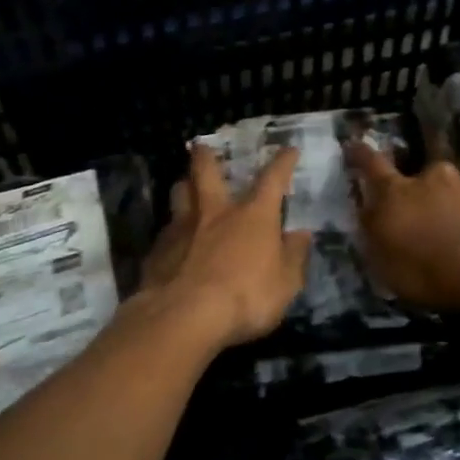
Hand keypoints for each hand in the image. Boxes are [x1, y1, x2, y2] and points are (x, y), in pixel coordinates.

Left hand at [136, 144, 310, 350]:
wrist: (184, 315)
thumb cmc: (246, 297)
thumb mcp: (286, 283)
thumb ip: (294, 256)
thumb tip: (301, 234)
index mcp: (253, 215)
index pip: (272, 179)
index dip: (283, 162)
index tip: (288, 149)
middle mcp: (216, 211)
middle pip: (206, 171)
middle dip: (206, 155)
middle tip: (201, 144)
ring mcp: (182, 227)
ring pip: (179, 193)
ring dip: (184, 185)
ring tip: (184, 185)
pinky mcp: (158, 249)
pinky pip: (166, 229)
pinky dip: (172, 229)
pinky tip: (172, 239)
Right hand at [346, 140, 459, 313]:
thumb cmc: (431, 271)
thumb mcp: (386, 265)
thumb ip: (375, 236)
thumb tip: (368, 216)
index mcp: (394, 194)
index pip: (371, 165)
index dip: (360, 154)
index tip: (354, 144)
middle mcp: (428, 178)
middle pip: (416, 173)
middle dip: (415, 184)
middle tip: (420, 207)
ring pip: (450, 188)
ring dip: (449, 202)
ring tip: (457, 228)